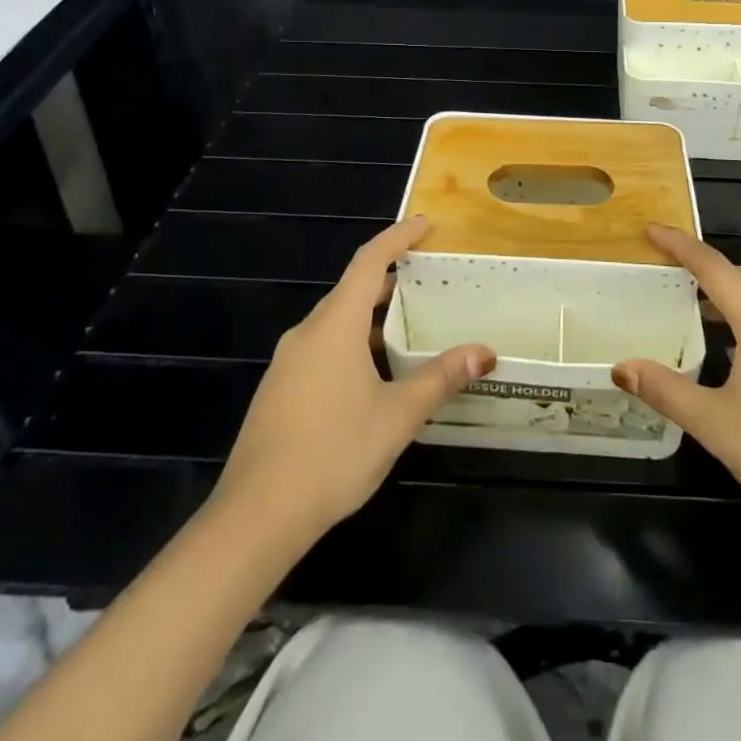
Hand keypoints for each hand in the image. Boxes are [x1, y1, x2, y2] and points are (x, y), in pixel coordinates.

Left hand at [210, 215, 495, 545]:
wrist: (256, 516)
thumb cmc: (333, 453)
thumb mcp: (398, 415)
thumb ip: (441, 379)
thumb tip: (485, 352)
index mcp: (335, 325)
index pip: (369, 262)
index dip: (398, 237)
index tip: (425, 223)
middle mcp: (308, 332)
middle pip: (351, 289)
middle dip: (389, 278)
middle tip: (426, 279)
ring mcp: (288, 362)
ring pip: (335, 321)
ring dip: (370, 315)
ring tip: (405, 328)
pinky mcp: (279, 390)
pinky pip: (322, 347)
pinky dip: (352, 342)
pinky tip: (370, 376)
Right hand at [613, 225, 740, 539]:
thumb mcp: (715, 424)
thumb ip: (666, 391)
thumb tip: (620, 367)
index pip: (712, 267)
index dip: (679, 245)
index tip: (649, 230)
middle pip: (740, 276)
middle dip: (703, 266)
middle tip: (666, 269)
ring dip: (726, 292)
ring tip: (692, 306)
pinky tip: (732, 348)